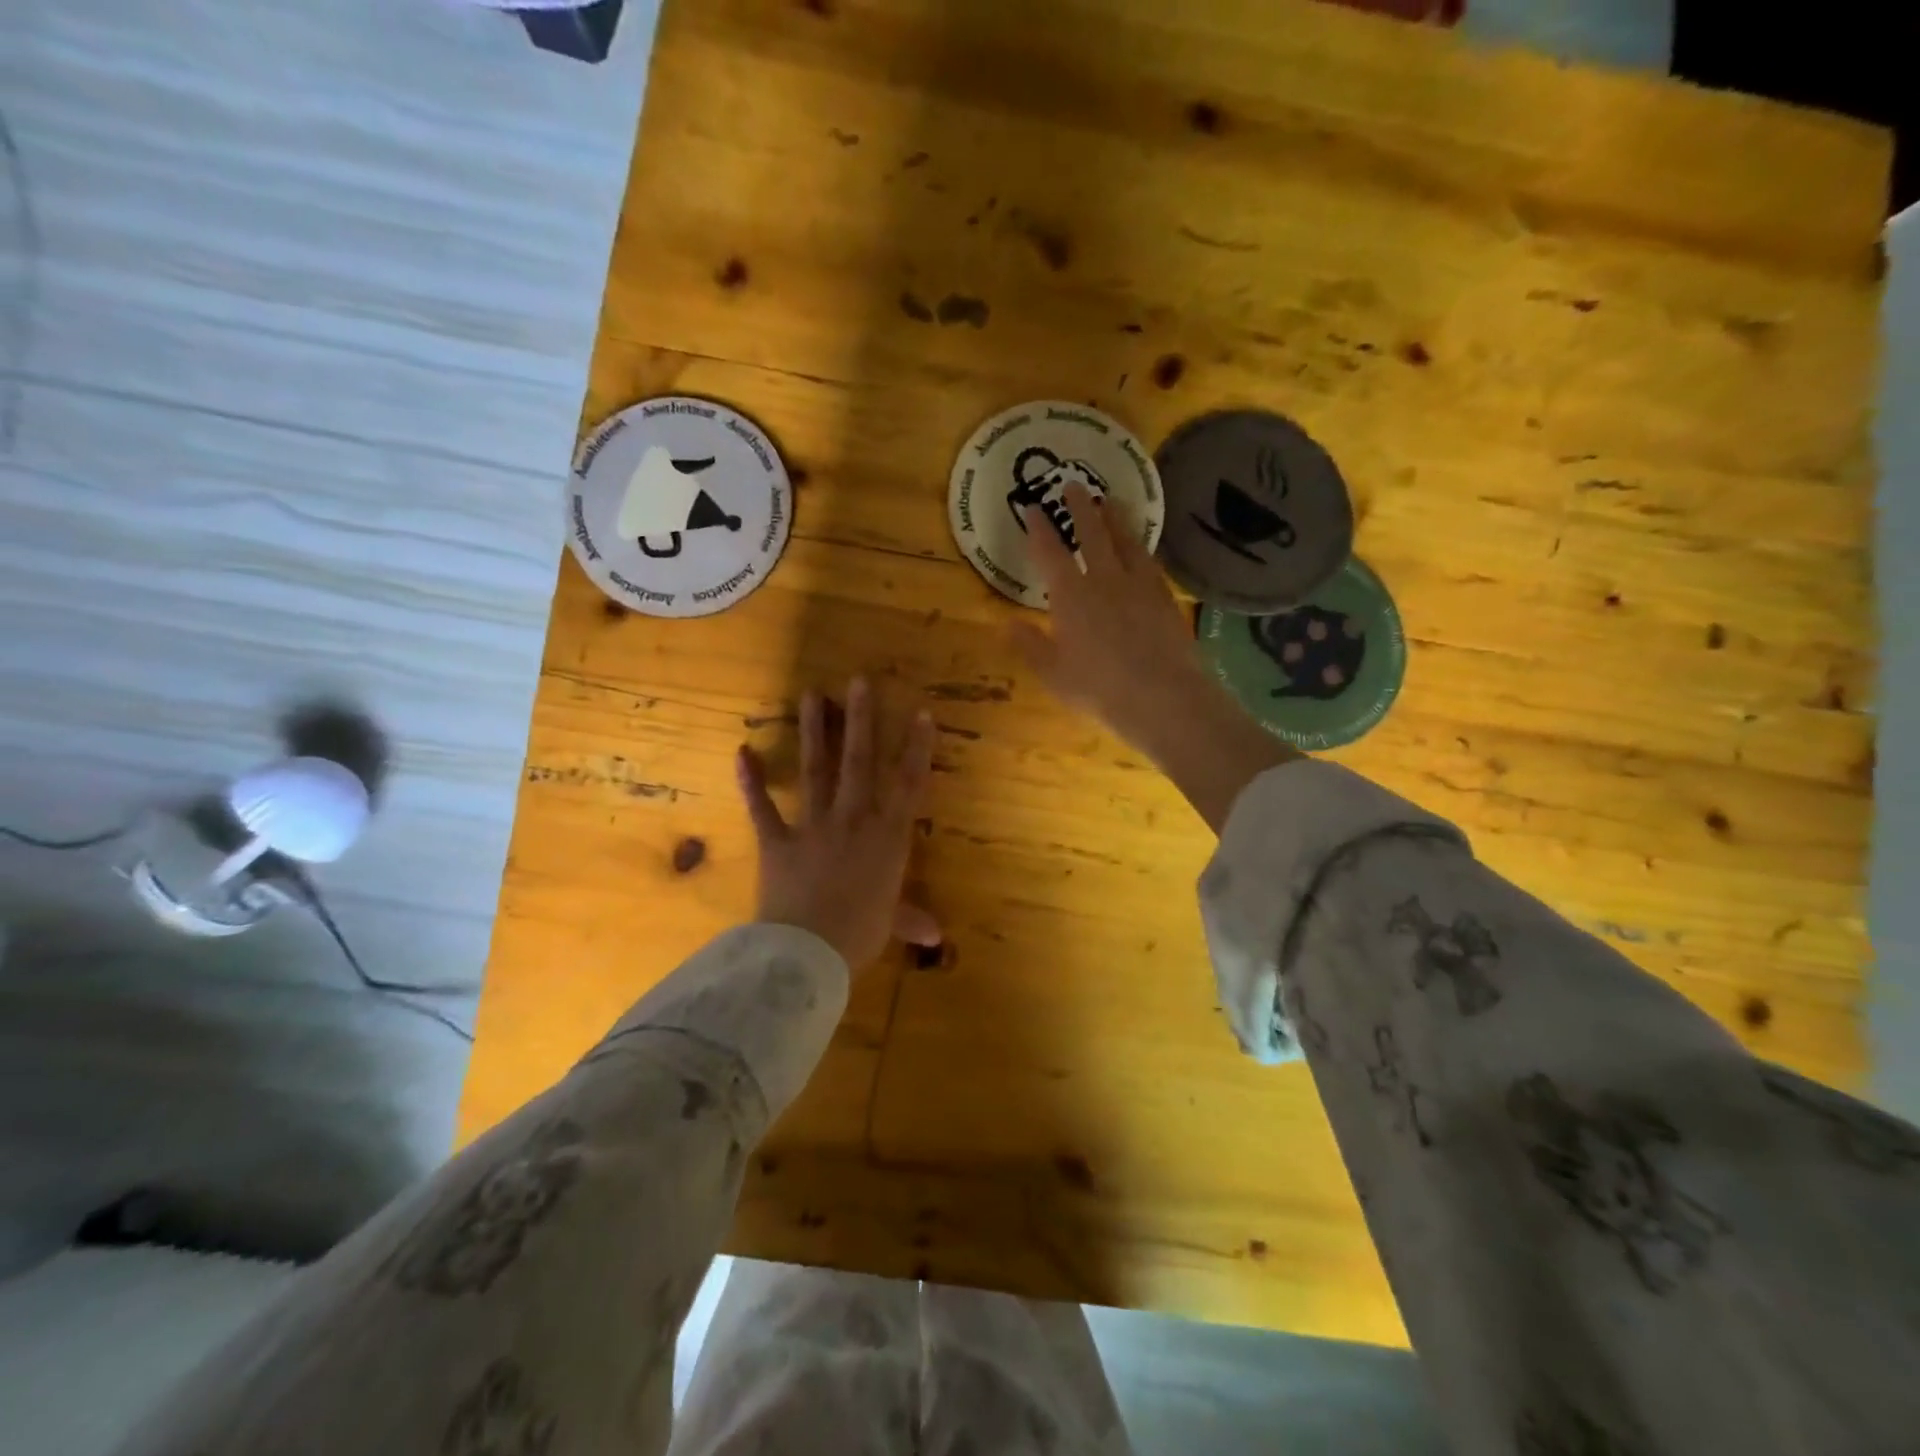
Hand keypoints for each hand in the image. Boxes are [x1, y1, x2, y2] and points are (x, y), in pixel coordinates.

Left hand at [736, 679, 940, 967]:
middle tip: (858, 681)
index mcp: (887, 838)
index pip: (908, 784)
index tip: (920, 713)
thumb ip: (910, 919)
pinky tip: (741, 751)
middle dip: (861, 720)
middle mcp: (853, 821)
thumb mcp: (889, 924)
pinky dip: (751, 781)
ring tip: (810, 695)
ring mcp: (812, 827)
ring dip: (813, 732)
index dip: (917, 748)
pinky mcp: (777, 841)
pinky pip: (762, 808)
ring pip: (815, 771)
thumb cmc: (859, 935)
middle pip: (859, 762)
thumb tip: (936, 936)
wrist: (808, 953)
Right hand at [1010, 484, 1298, 830]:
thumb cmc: (1098, 688)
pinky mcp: (1164, 597)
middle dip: (1079, 508)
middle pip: (1091, 534)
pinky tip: (1142, 548)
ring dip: (1115, 518)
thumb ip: (1029, 645)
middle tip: (1074, 485)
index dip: (1039, 528)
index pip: (1050, 552)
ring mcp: (1138, 585)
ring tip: (1111, 501)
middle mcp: (1104, 579)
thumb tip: (1005, 623)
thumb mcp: (1052, 672)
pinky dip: (1141, 548)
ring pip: (1125, 541)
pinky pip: (1149, 562)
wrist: (1161, 696)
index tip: (1033, 507)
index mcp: (1070, 595)